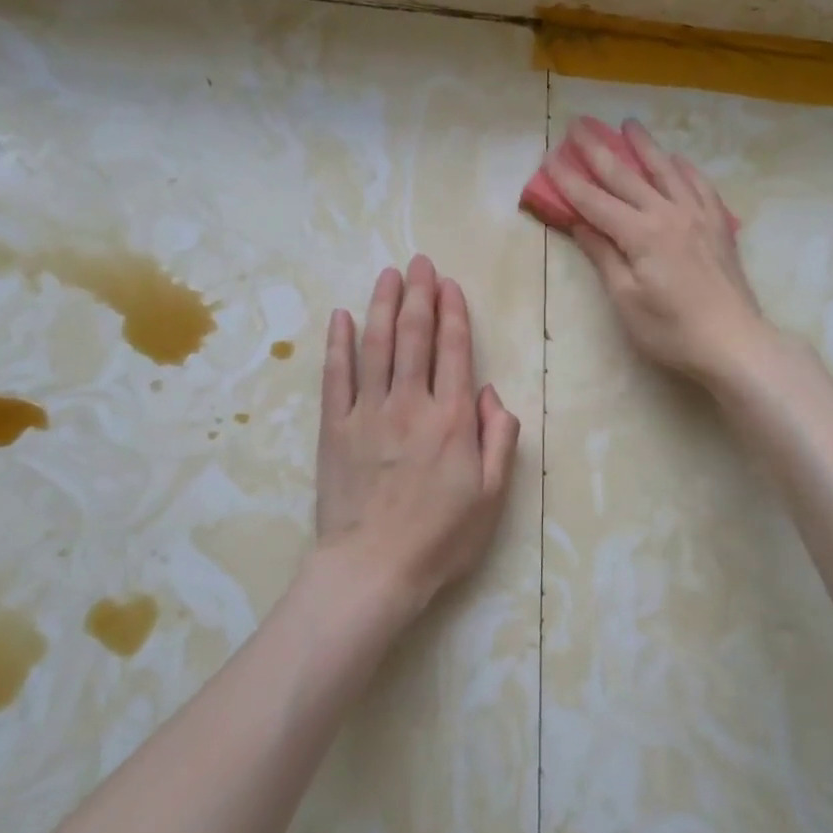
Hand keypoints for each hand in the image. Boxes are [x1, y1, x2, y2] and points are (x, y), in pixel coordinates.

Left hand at [312, 255, 520, 623]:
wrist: (373, 570)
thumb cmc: (441, 537)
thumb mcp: (492, 495)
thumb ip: (498, 438)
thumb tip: (490, 393)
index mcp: (452, 418)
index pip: (454, 350)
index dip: (453, 312)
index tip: (449, 284)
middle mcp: (411, 403)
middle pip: (414, 336)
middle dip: (419, 294)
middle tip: (419, 262)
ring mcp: (368, 412)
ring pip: (376, 345)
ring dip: (382, 305)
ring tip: (387, 274)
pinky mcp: (335, 428)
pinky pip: (336, 376)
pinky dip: (338, 343)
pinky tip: (341, 317)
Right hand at [555, 118, 769, 384]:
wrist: (734, 342)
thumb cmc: (671, 330)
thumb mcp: (626, 299)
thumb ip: (603, 255)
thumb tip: (580, 223)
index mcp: (641, 234)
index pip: (595, 201)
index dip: (570, 181)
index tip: (550, 158)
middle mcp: (669, 213)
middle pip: (626, 176)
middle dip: (599, 150)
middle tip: (579, 125)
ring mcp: (698, 215)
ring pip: (666, 171)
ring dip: (644, 146)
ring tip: (629, 124)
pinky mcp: (719, 225)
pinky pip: (700, 185)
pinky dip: (684, 168)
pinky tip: (677, 160)